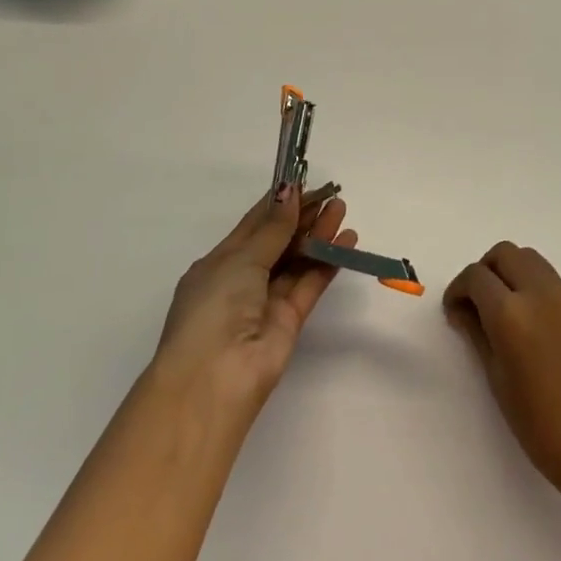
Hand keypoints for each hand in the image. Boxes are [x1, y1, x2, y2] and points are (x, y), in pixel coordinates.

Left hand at [149, 184, 354, 421]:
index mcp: (219, 263)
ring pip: (297, 260)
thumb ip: (272, 229)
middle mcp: (242, 280)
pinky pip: (310, 283)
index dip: (279, 203)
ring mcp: (266, 301)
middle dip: (304, 217)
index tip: (304, 181)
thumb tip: (289, 191)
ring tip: (342, 210)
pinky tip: (346, 241)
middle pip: (278, 241)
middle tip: (332, 194)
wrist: (214, 380)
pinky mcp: (290, 320)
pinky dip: (328, 262)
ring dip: (319, 235)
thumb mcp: (239, 260)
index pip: (253, 225)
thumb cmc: (214, 309)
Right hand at [444, 242, 560, 493]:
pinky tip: (530, 322)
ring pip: (530, 259)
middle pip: (505, 253)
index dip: (458, 290)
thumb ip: (477, 332)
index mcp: (511, 313)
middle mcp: (540, 293)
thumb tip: (462, 308)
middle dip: (484, 271)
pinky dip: (532, 285)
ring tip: (503, 310)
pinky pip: (550, 279)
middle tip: (476, 303)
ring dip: (509, 272)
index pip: (476, 276)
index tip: (455, 312)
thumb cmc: (538, 423)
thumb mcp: (496, 377)